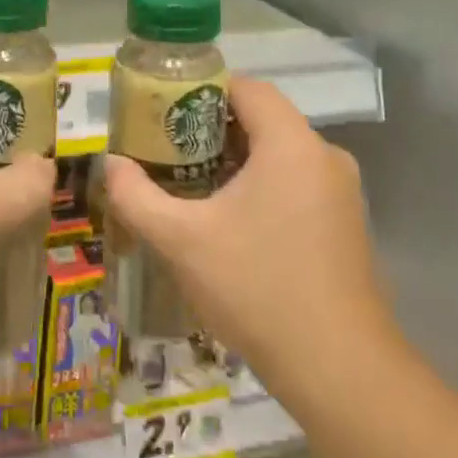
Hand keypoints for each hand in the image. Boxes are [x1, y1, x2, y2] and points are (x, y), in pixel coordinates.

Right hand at [102, 77, 393, 391]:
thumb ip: (136, 195)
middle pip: (262, 119)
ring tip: (190, 186)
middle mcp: (325, 157)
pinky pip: (297, 182)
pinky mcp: (346, 224)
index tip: (164, 113)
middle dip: (211, 129)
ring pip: (280, 153)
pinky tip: (231, 222)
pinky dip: (262, 186)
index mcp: (291, 145)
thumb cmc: (257, 289)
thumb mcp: (180, 240)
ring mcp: (342, 192)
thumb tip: (110, 164)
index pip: (247, 87)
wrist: (339, 370)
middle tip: (167, 152)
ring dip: (236, 160)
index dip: (202, 90)